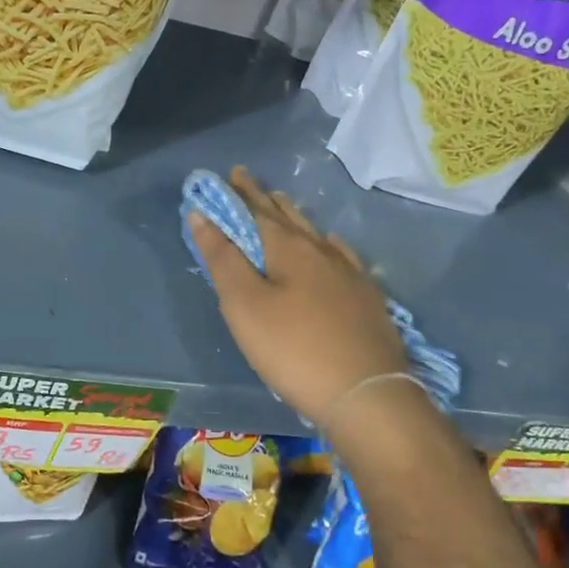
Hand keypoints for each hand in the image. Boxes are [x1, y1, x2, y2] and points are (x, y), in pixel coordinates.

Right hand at [188, 166, 408, 430]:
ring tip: (282, 203)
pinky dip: (327, 243)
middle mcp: (321, 251)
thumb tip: (202, 215)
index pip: (257, 210)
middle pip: (288, 217)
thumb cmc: (294, 349)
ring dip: (294, 216)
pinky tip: (331, 245)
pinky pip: (342, 255)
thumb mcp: (244, 306)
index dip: (240, 193)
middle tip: (249, 181)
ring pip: (316, 233)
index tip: (230, 173)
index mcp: (289, 248)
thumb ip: (222, 259)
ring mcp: (350, 273)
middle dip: (265, 198)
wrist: (366, 394)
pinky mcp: (367, 298)